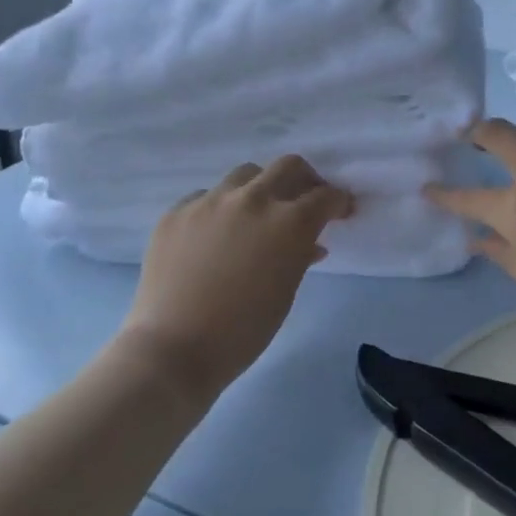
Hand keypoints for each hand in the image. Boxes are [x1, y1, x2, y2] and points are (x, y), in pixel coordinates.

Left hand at [123, 156, 351, 395]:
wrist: (174, 349)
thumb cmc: (244, 330)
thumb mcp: (286, 292)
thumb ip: (301, 256)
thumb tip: (309, 243)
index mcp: (289, 222)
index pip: (325, 196)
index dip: (338, 202)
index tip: (340, 211)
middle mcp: (252, 199)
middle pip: (288, 166)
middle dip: (305, 180)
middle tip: (305, 201)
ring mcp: (210, 201)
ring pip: (245, 174)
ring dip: (260, 188)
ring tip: (257, 215)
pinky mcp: (177, 212)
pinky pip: (206, 197)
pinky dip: (221, 209)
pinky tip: (215, 235)